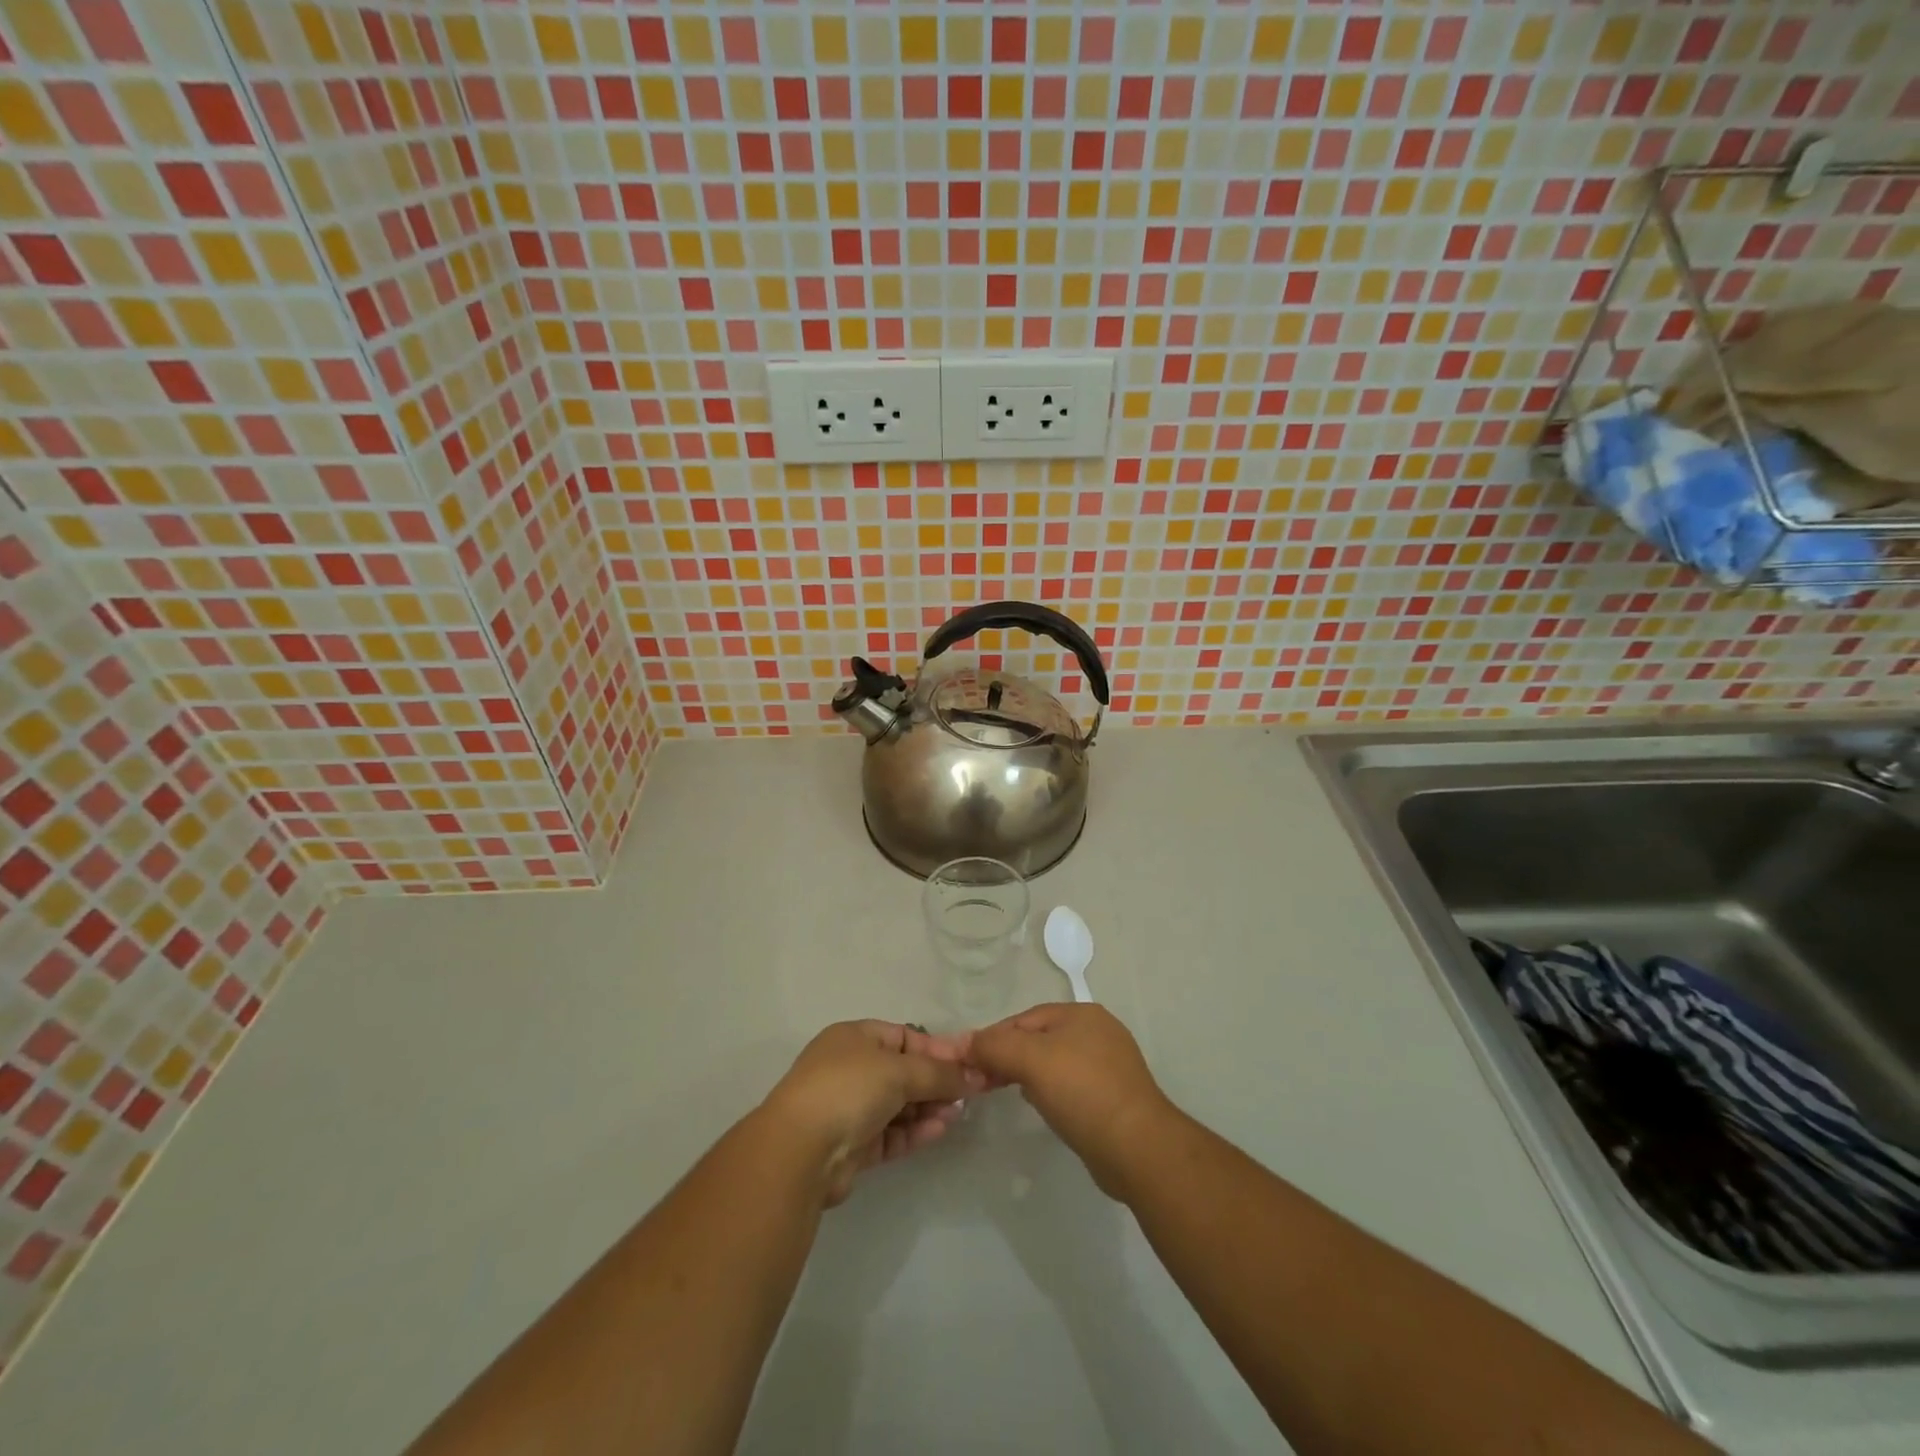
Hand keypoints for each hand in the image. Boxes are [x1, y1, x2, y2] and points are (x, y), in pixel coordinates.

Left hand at [761, 1020, 984, 1206]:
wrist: (800, 1152)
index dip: (937, 1048)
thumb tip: (976, 1075)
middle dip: (936, 1081)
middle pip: (903, 1071)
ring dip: (929, 1107)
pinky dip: (915, 1131)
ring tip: (959, 1113)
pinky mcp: (853, 1146)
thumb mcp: (899, 1070)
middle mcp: (851, 1068)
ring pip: (899, 1105)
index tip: (968, 1063)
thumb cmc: (848, 1089)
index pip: (904, 1036)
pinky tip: (941, 1130)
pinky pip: (892, 1133)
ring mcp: (850, 1108)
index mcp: (854, 1037)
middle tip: (971, 1092)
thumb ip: (940, 1073)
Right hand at [964, 1003, 1176, 1198]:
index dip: (993, 1038)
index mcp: (1081, 1013)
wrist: (1138, 1149)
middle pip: (1038, 1038)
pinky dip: (1051, 1092)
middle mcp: (1098, 1031)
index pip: (1024, 1019)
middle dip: (1009, 1056)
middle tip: (982, 1082)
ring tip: (1006, 1092)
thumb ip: (994, 1046)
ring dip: (1027, 1074)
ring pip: (1054, 1063)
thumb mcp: (1031, 1061)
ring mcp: (1109, 1065)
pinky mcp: (1113, 1097)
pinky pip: (1070, 1086)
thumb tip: (962, 1043)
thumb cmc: (1083, 1093)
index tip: (968, 1063)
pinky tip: (1042, 1107)